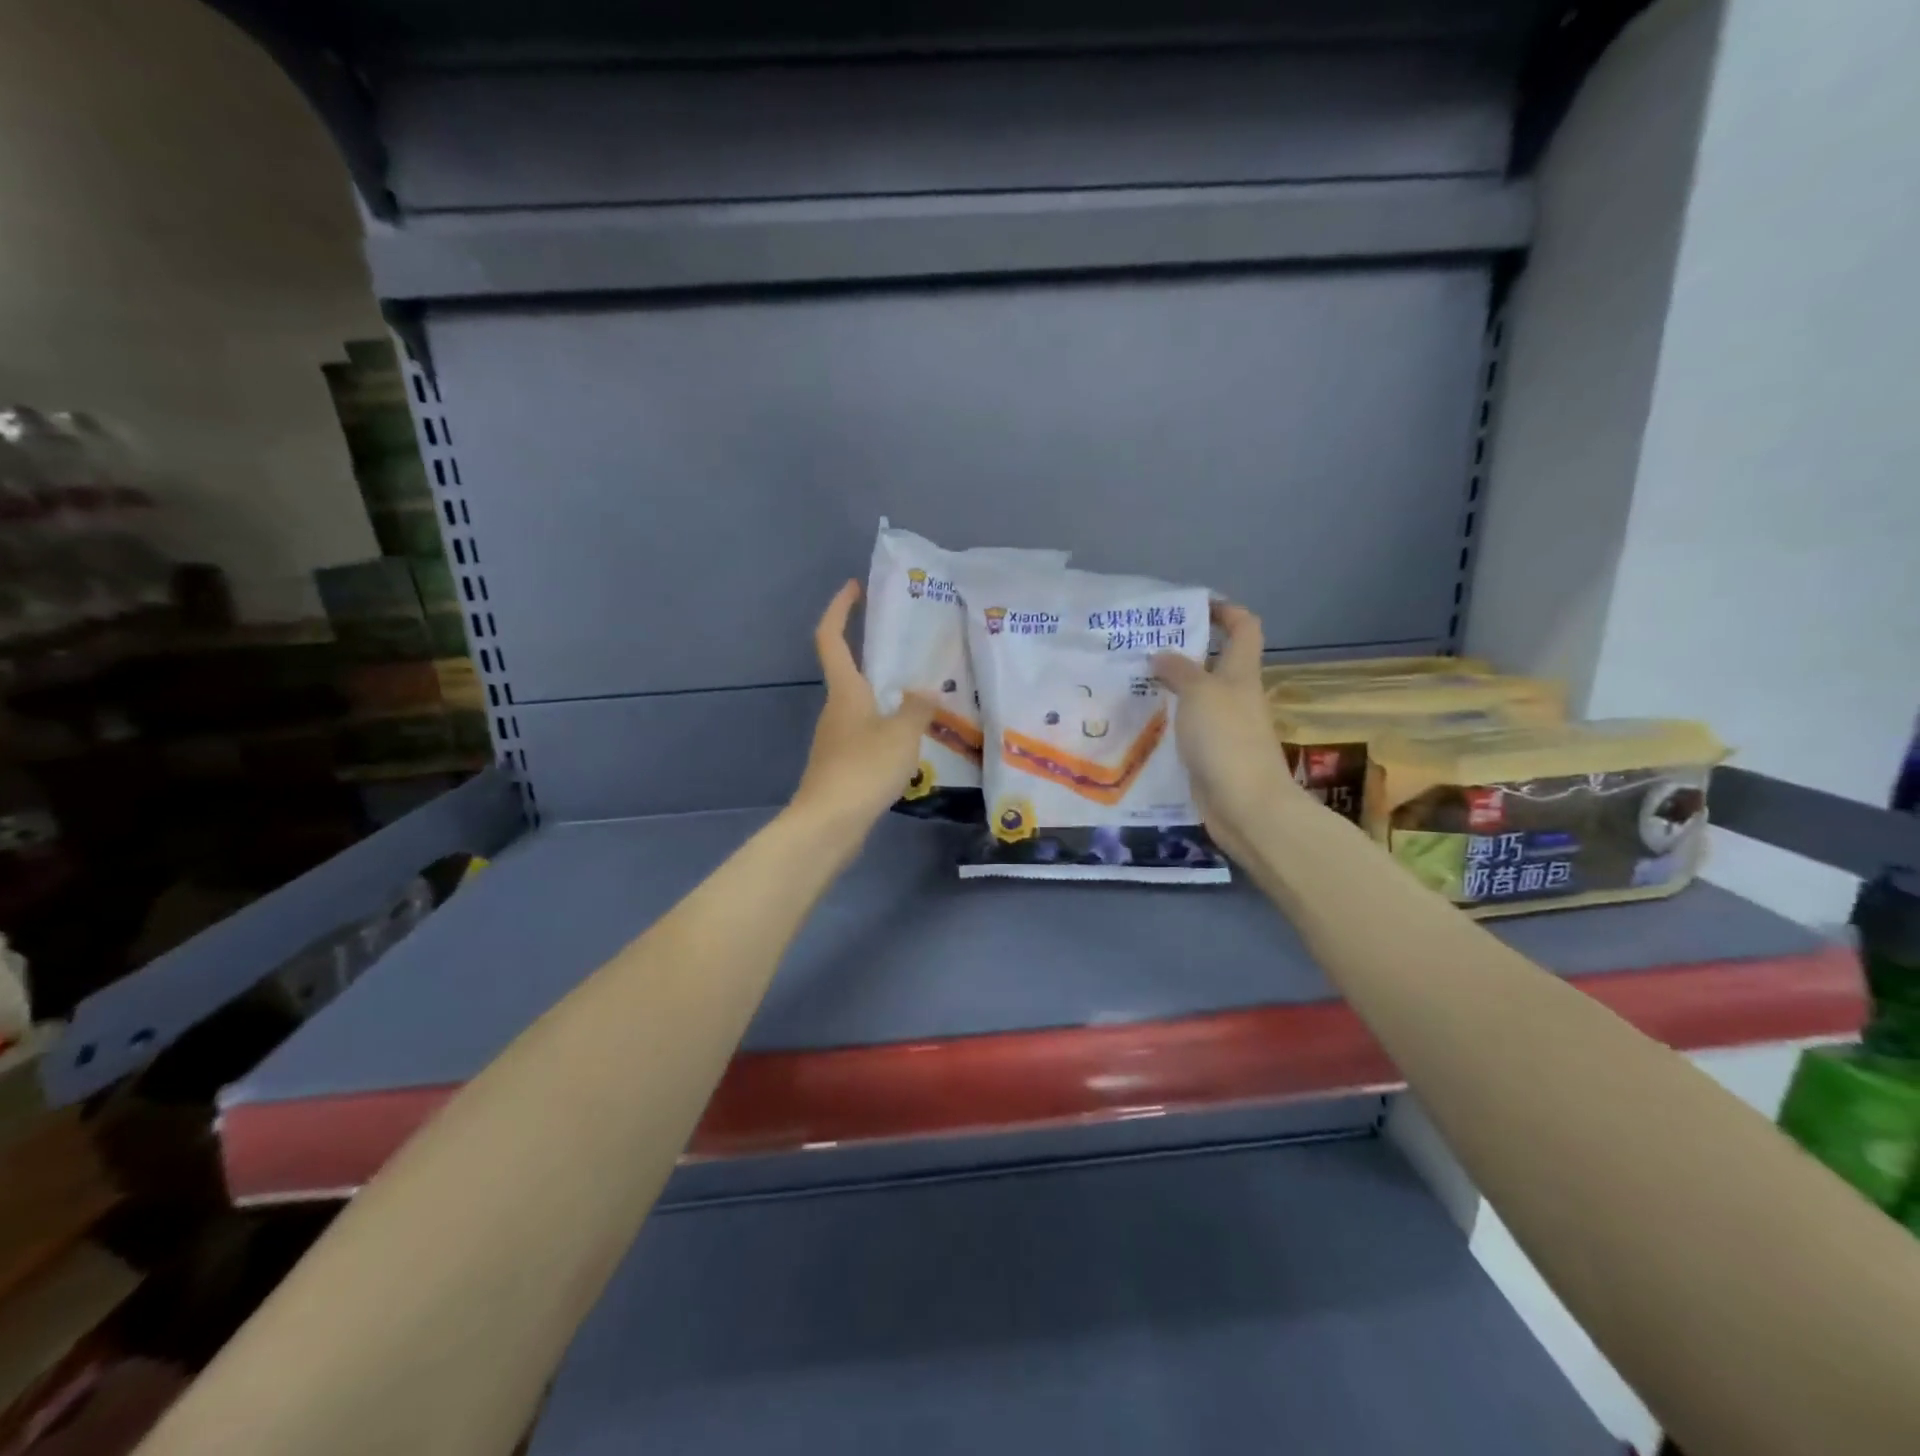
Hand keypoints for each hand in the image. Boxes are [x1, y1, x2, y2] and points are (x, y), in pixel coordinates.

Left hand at [789, 580, 935, 838]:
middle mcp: (836, 709)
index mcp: (845, 691)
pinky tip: (912, 742)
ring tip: (924, 697)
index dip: (839, 609)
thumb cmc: (863, 769)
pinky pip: (867, 734)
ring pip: (863, 706)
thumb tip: (925, 692)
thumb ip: (917, 708)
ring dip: (886, 697)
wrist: (829, 825)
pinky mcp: (841, 765)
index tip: (855, 587)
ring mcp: (836, 739)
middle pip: (850, 671)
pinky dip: (887, 728)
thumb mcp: (902, 734)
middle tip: (912, 647)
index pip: (831, 637)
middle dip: (875, 655)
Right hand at [1151, 602, 1298, 861]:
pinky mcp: (1209, 756)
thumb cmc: (1226, 739)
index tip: (1191, 607)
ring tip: (1130, 684)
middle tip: (1141, 649)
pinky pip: (1185, 729)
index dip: (1224, 611)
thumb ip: (1179, 671)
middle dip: (1182, 652)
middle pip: (1214, 663)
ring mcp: (1224, 728)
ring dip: (1169, 689)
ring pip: (1196, 698)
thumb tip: (1161, 656)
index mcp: (1241, 673)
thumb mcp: (1200, 693)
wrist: (1245, 805)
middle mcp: (1235, 696)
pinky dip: (1166, 722)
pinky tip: (1138, 724)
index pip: (1244, 628)